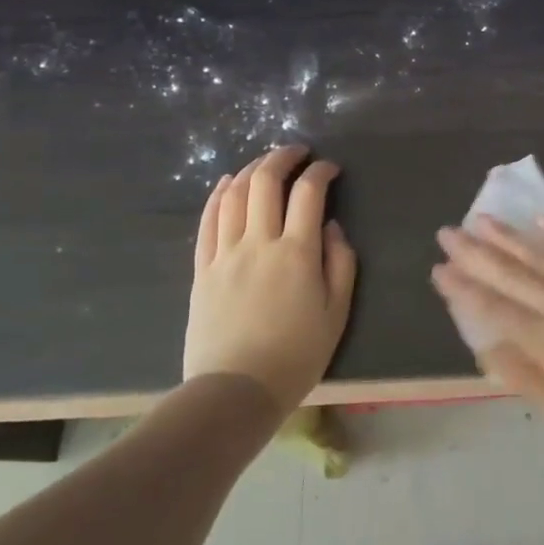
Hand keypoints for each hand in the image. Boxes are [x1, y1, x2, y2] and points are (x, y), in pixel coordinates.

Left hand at [183, 146, 356, 414]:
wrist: (235, 392)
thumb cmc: (296, 356)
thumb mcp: (337, 313)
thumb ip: (341, 263)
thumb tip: (331, 227)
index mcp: (297, 253)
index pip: (309, 193)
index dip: (321, 172)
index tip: (331, 168)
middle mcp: (259, 242)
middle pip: (265, 182)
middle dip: (283, 157)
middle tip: (298, 152)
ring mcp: (225, 254)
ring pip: (234, 194)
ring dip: (251, 169)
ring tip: (265, 164)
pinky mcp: (202, 269)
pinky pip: (207, 221)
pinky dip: (218, 195)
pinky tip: (227, 184)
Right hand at [431, 216, 543, 457]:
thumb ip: (526, 376)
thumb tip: (486, 348)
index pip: (495, 308)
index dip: (464, 289)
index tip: (438, 269)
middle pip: (512, 274)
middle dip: (475, 253)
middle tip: (446, 232)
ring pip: (542, 256)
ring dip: (508, 237)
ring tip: (480, 218)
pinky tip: (542, 220)